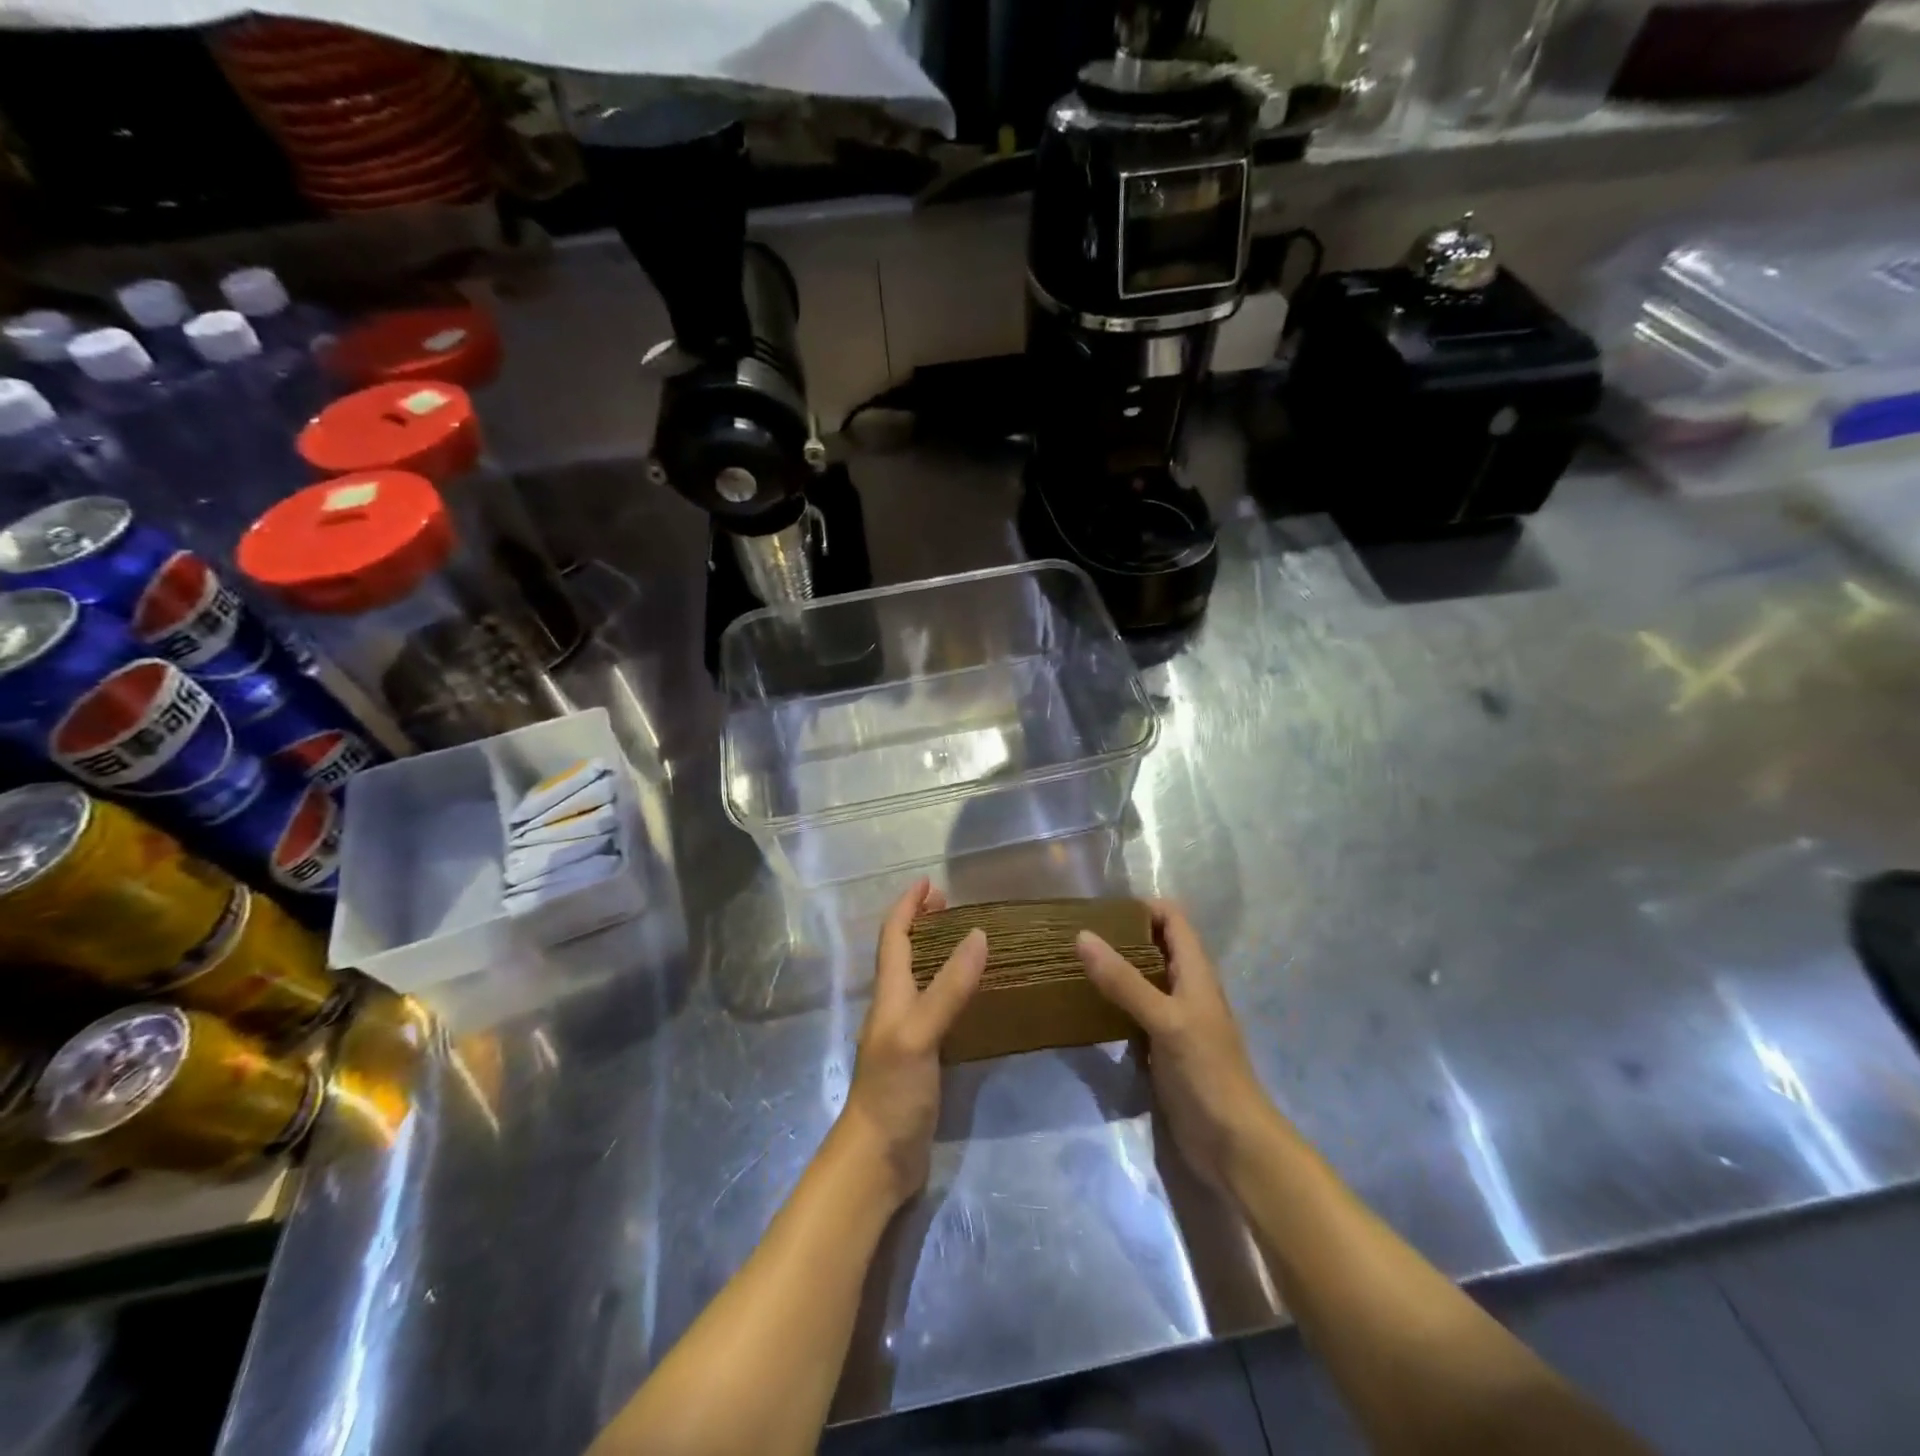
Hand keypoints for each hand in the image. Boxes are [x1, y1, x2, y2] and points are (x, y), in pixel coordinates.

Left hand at [835, 878, 986, 1209]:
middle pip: (903, 953)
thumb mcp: (920, 1033)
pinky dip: (950, 989)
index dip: (908, 906)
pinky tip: (971, 998)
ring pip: (919, 979)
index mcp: (889, 994)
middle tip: (951, 906)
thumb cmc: (892, 1090)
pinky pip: (935, 1009)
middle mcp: (894, 1007)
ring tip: (966, 940)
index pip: (894, 936)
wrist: (878, 1158)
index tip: (930, 882)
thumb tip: (978, 935)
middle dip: (921, 923)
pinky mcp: (921, 1058)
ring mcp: (906, 1034)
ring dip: (936, 953)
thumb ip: (948, 987)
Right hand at [1076, 901, 1276, 1188]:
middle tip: (1076, 935)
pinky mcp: (1162, 1047)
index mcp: (1195, 972)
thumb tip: (1082, 936)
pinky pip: (1134, 1012)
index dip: (1141, 906)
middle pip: (1155, 946)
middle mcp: (1185, 988)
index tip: (1099, 910)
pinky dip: (1113, 1002)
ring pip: (1142, 979)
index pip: (1172, 919)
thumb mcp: (1164, 1020)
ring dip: (1114, 969)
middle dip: (1120, 936)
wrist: (1232, 1144)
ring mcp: (1174, 1019)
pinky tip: (1085, 1006)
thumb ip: (1124, 980)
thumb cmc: (1206, 1072)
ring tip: (1072, 964)